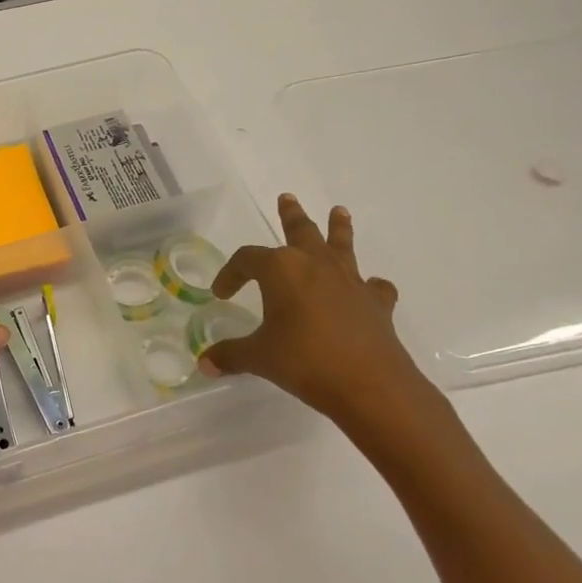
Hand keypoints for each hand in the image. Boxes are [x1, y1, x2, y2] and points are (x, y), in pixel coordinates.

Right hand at [201, 196, 456, 454]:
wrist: (369, 384)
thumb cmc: (305, 362)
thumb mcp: (259, 358)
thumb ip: (231, 355)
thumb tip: (205, 363)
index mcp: (282, 270)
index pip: (247, 260)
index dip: (231, 274)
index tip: (222, 293)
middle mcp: (316, 265)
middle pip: (301, 231)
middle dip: (291, 215)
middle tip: (287, 198)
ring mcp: (350, 281)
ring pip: (341, 245)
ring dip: (338, 227)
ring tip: (339, 211)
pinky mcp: (376, 303)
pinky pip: (372, 285)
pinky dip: (368, 284)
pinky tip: (367, 288)